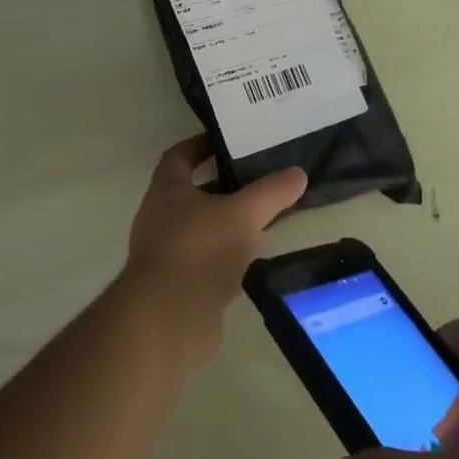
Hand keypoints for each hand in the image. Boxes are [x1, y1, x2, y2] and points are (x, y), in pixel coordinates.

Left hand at [112, 136, 306, 369]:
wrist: (168, 318)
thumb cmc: (200, 250)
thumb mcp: (242, 214)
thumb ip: (271, 192)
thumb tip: (298, 173)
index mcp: (166, 191)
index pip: (179, 156)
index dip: (201, 145)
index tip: (229, 141)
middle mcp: (160, 217)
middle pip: (192, 193)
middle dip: (224, 185)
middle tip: (259, 179)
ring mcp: (167, 253)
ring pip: (202, 228)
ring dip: (228, 222)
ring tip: (264, 217)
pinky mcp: (178, 284)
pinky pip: (206, 259)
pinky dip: (228, 254)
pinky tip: (254, 257)